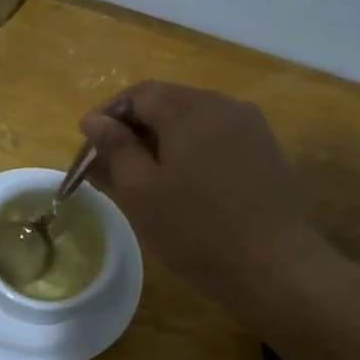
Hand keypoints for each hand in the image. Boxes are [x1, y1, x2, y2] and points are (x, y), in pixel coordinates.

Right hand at [80, 82, 316, 310]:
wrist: (272, 264)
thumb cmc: (194, 228)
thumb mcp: (140, 190)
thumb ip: (115, 149)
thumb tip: (94, 120)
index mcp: (189, 109)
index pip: (138, 95)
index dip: (108, 115)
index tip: (87, 145)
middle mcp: (223, 106)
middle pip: (168, 104)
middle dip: (134, 129)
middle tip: (110, 165)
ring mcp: (250, 128)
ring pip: (193, 122)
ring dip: (162, 141)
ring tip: (143, 178)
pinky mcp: (264, 152)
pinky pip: (216, 139)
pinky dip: (190, 152)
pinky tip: (182, 185)